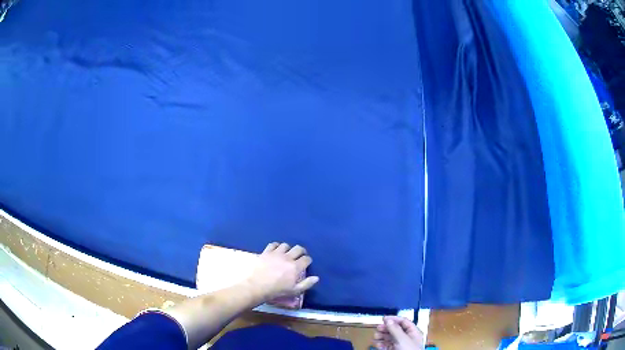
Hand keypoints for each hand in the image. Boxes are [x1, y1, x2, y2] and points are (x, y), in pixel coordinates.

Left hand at [246, 242, 318, 300]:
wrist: (258, 286)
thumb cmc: (277, 290)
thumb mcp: (294, 291)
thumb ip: (307, 284)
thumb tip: (316, 277)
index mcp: (296, 267)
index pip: (306, 259)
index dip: (308, 260)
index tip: (306, 263)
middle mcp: (288, 257)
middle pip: (298, 248)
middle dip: (301, 251)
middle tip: (299, 255)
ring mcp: (276, 253)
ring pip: (286, 245)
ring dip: (288, 249)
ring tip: (287, 253)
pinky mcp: (266, 252)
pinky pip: (273, 244)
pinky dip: (276, 246)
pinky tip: (276, 250)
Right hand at [373, 316, 424, 349]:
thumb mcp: (402, 339)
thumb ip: (395, 329)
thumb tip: (388, 321)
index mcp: (413, 332)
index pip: (404, 322)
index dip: (394, 319)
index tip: (384, 319)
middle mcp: (406, 338)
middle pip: (395, 329)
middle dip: (386, 328)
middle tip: (378, 328)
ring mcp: (399, 345)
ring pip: (389, 337)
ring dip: (381, 336)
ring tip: (376, 337)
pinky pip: (386, 345)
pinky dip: (381, 344)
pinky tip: (377, 344)